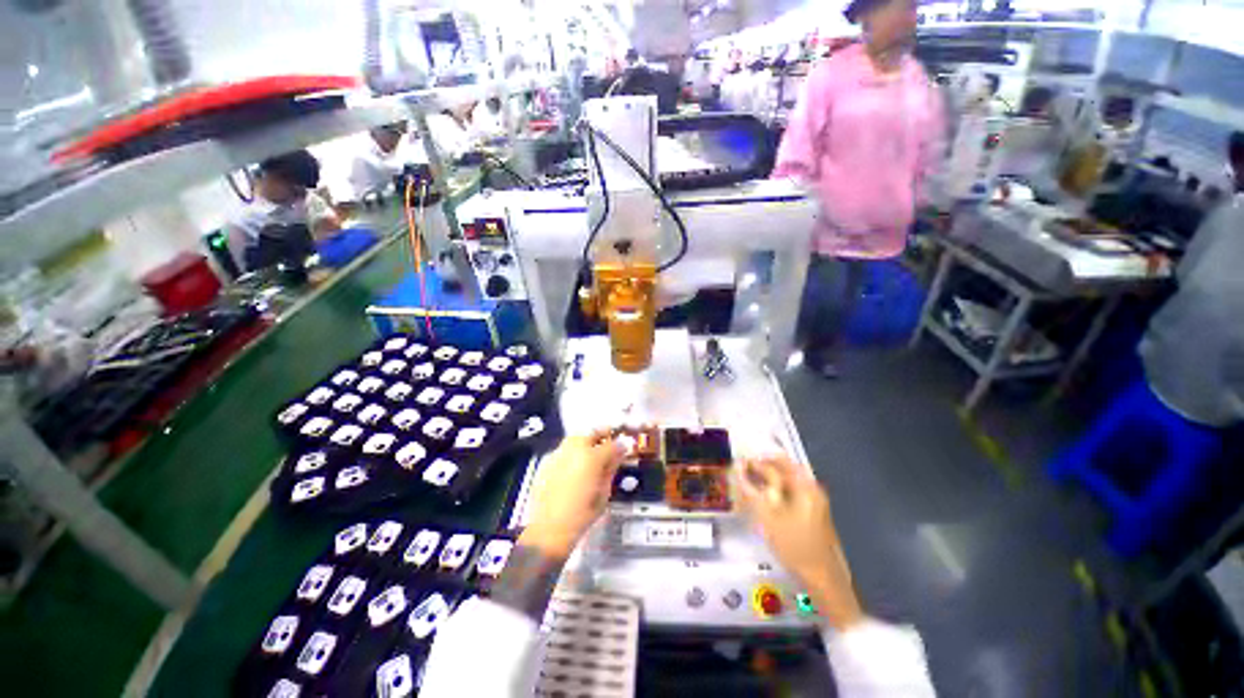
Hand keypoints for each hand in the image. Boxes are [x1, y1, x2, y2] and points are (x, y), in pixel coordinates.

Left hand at [521, 431, 624, 559]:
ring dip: (586, 441)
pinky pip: (564, 449)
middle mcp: (575, 449)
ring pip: (575, 438)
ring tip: (591, 452)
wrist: (549, 528)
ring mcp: (559, 453)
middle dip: (602, 435)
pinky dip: (572, 452)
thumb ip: (611, 469)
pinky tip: (575, 464)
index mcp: (592, 458)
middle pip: (591, 433)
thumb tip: (618, 455)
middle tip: (608, 442)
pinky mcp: (547, 461)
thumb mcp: (604, 493)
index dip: (621, 445)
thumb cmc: (583, 514)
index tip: (625, 447)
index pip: (612, 444)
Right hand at [736, 456, 863, 630]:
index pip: (780, 461)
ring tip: (749, 483)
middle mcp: (811, 489)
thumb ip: (751, 491)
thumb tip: (738, 468)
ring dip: (768, 480)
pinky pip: (790, 493)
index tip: (741, 461)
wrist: (823, 579)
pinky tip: (763, 499)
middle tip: (742, 472)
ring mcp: (814, 502)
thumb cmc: (795, 545)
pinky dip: (775, 491)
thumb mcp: (768, 517)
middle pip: (785, 469)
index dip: (759, 460)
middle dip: (763, 468)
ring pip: (787, 481)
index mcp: (805, 486)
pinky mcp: (811, 513)